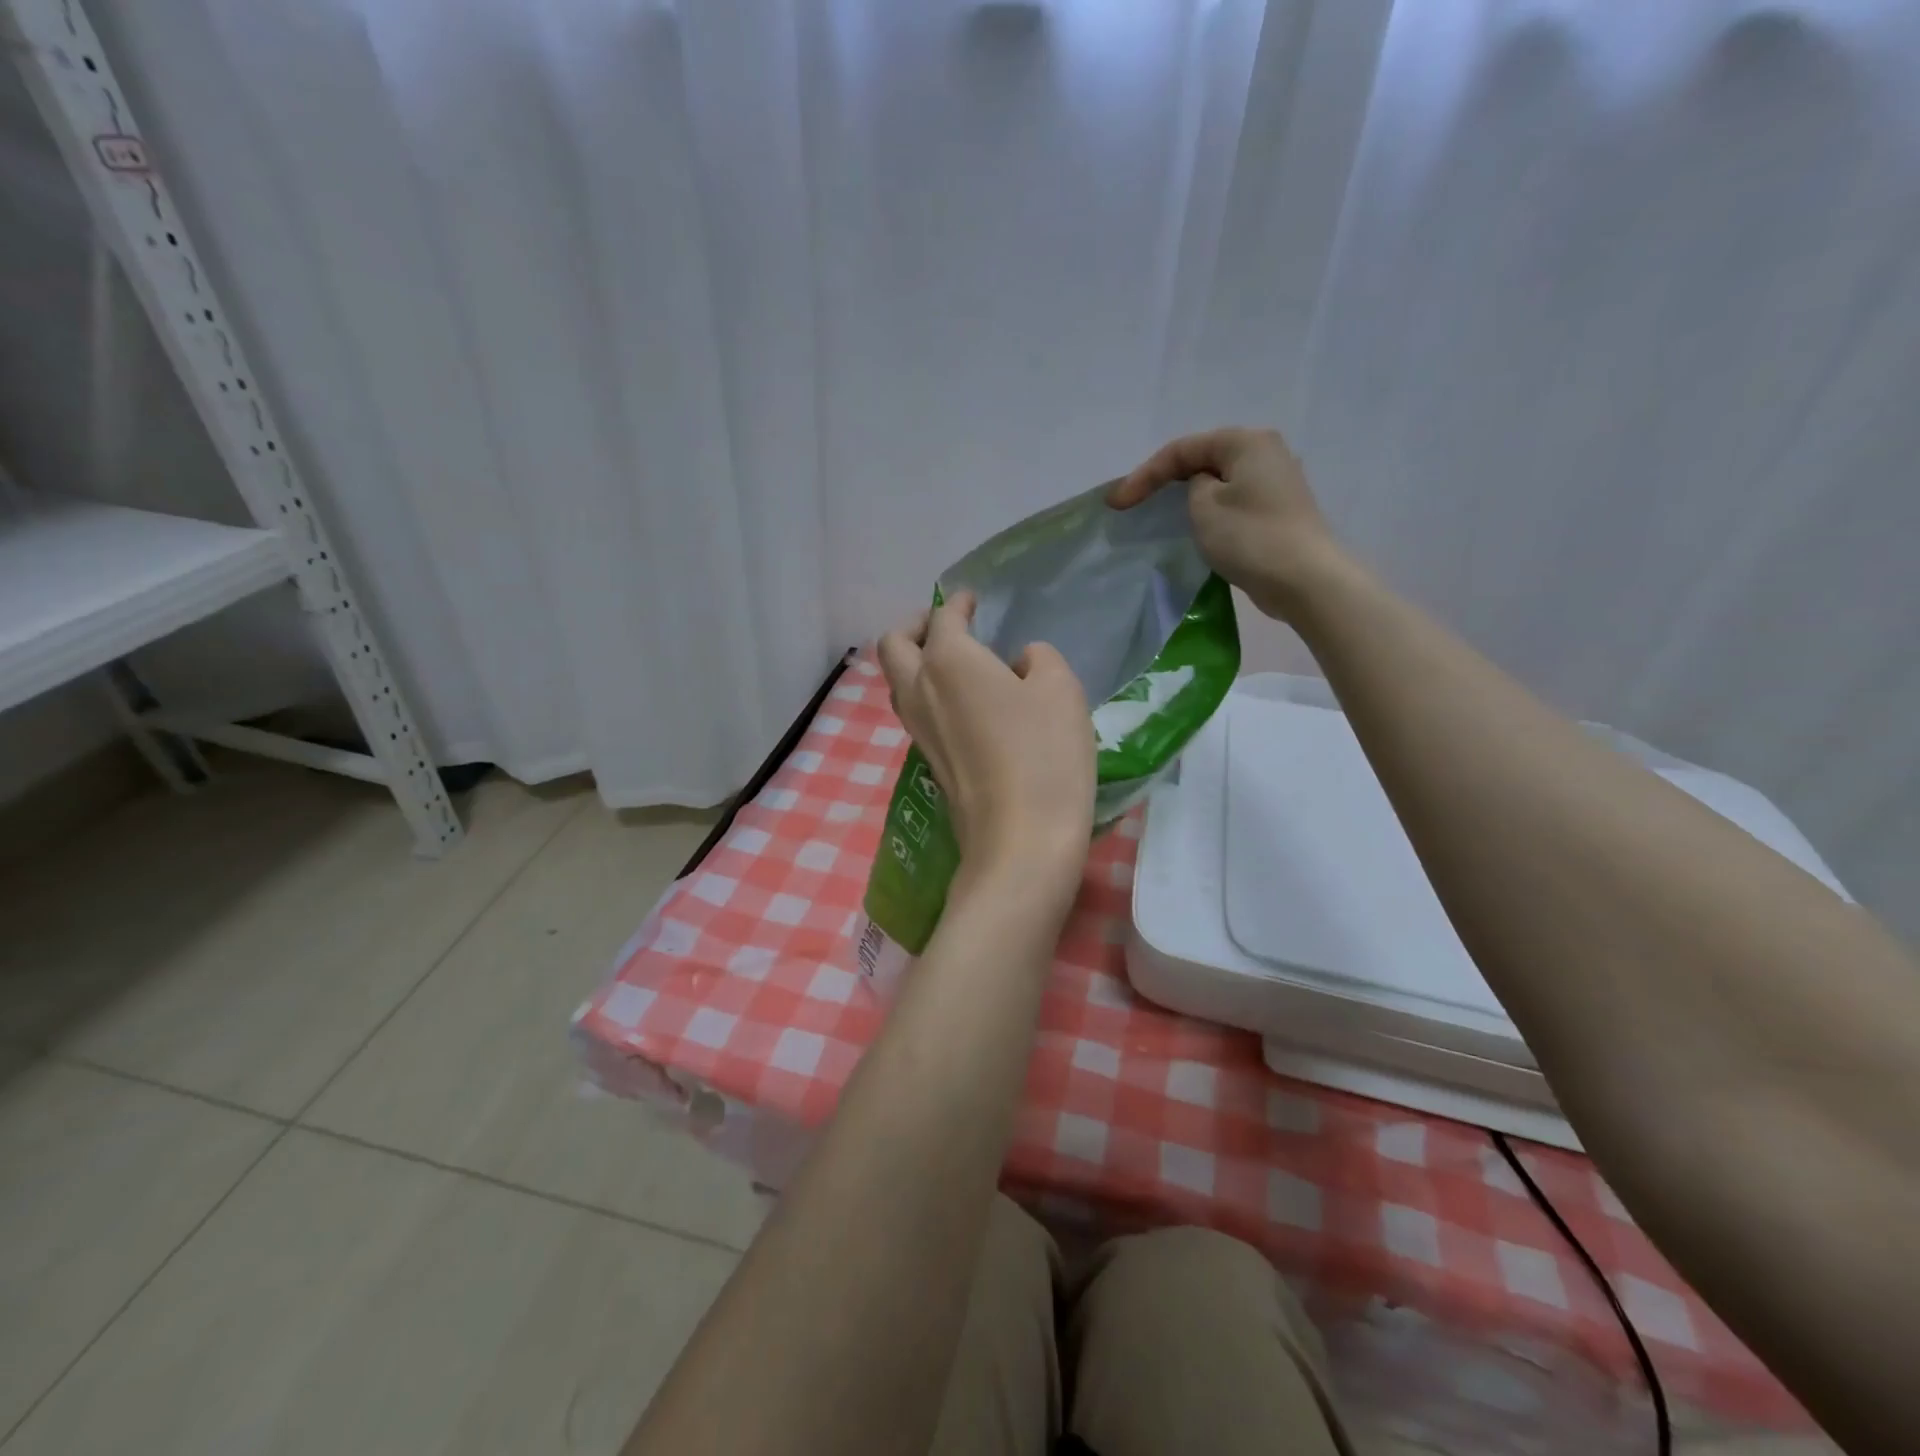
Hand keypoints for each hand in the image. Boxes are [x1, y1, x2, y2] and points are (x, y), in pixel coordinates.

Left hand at [877, 593, 1094, 892]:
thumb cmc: (1044, 754)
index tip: (972, 600)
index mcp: (948, 660)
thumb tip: (1018, 664)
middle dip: (916, 626)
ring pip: (898, 681)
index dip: (959, 603)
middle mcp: (919, 689)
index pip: (943, 618)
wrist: (1020, 841)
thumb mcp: (1060, 689)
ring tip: (954, 662)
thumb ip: (1038, 659)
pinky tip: (963, 702)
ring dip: (916, 661)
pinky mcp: (927, 761)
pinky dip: (928, 692)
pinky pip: (914, 711)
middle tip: (947, 626)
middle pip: (894, 645)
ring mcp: (917, 730)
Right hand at [1108, 427, 1339, 621]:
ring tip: (1158, 514)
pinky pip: (1233, 501)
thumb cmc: (1250, 537)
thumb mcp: (1204, 506)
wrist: (1305, 580)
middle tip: (1133, 504)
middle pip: (1202, 460)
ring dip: (1186, 496)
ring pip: (1218, 481)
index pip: (1182, 450)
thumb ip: (1192, 487)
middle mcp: (1265, 452)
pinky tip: (1194, 527)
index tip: (1117, 504)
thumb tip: (1203, 488)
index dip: (1144, 475)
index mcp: (1246, 442)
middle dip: (1164, 481)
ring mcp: (1276, 482)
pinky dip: (1208, 510)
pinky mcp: (1277, 511)